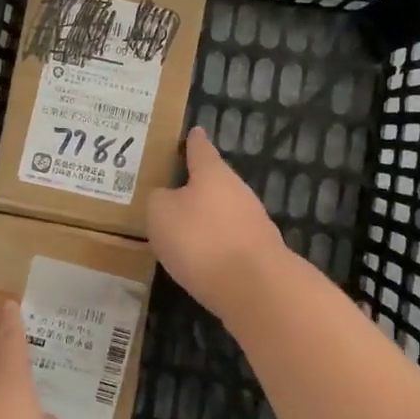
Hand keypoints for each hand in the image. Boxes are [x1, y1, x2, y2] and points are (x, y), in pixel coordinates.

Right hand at [147, 127, 285, 324]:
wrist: (254, 287)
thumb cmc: (200, 239)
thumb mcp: (161, 214)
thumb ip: (159, 199)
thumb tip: (166, 197)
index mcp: (213, 173)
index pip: (200, 149)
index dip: (193, 141)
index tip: (194, 131)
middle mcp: (237, 190)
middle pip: (215, 181)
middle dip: (197, 184)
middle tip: (174, 187)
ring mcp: (253, 222)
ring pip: (224, 211)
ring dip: (207, 217)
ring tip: (183, 226)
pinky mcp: (260, 252)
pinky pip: (230, 240)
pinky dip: (216, 244)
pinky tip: (202, 257)